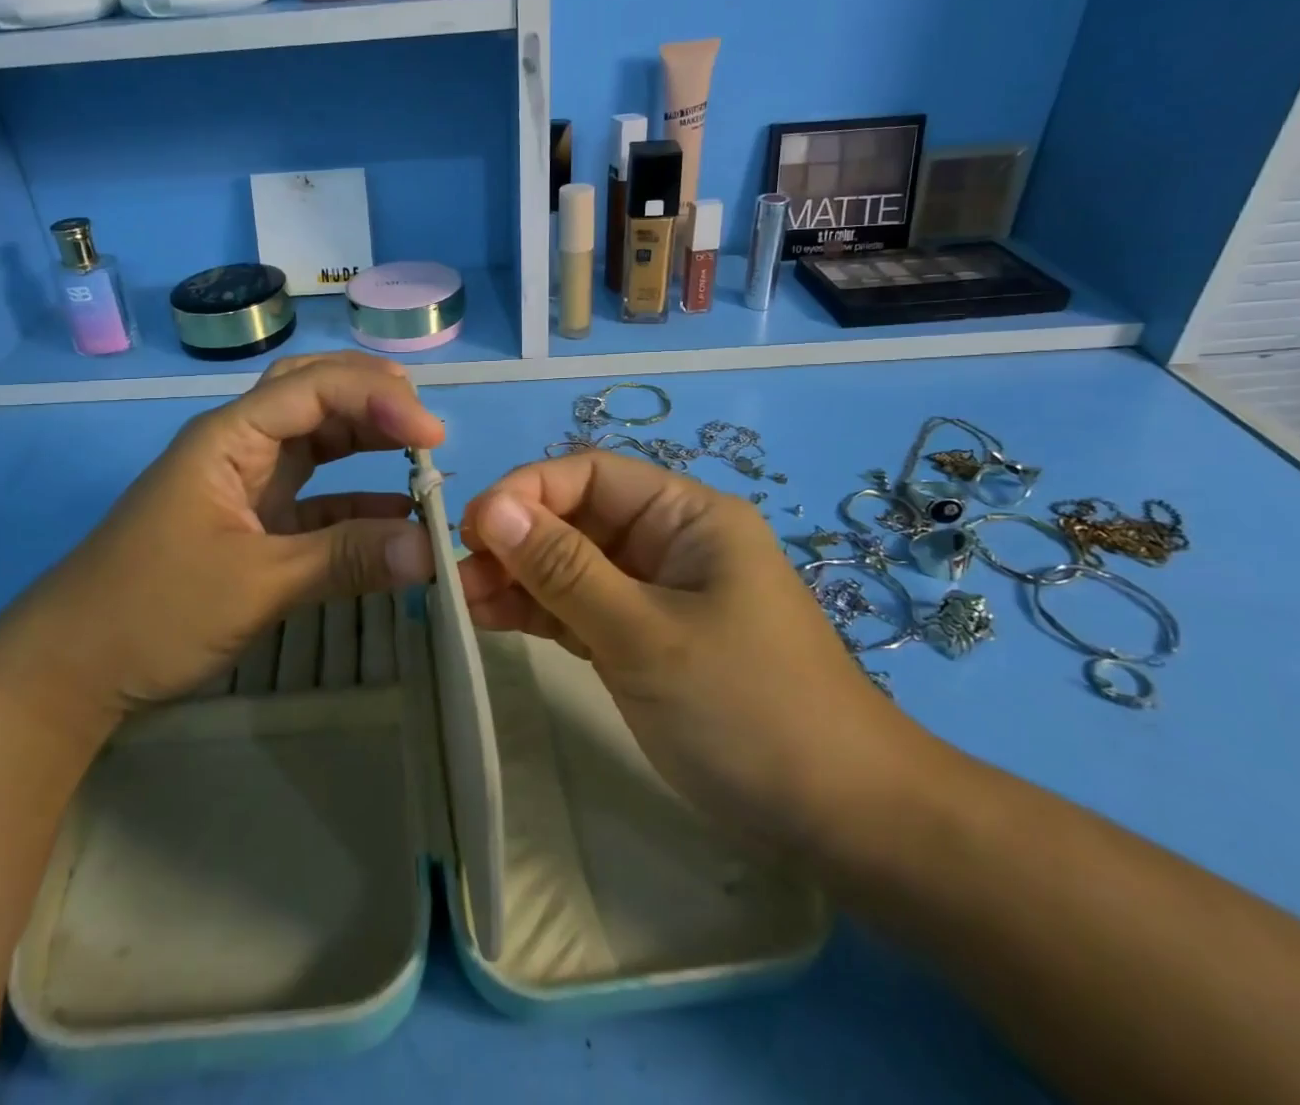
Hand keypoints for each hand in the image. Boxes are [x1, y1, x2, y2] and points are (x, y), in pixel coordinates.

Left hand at [5, 352, 443, 727]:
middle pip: (315, 394)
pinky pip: (317, 496)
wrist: (70, 672)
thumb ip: (346, 559)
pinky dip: (357, 498)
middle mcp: (241, 445)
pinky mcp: (254, 522)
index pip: (315, 388)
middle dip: (373, 399)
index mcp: (230, 436)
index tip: (433, 437)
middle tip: (426, 427)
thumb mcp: (256, 584)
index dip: (379, 400)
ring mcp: (247, 483)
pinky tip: (396, 514)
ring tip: (421, 455)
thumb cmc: (152, 611)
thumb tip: (432, 550)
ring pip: (318, 440)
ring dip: (368, 442)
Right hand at [457, 450, 919, 845]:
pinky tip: (491, 620)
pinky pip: (581, 609)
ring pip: (571, 566)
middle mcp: (669, 541)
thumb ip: (564, 569)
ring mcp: (656, 592)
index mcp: (686, 515)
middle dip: (514, 542)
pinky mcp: (644, 638)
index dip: (525, 492)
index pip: (589, 475)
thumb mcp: (645, 635)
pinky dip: (539, 613)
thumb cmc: (748, 711)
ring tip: (461, 604)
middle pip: (574, 520)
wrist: (843, 823)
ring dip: (517, 579)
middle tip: (456, 580)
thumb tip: (490, 507)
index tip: (470, 530)